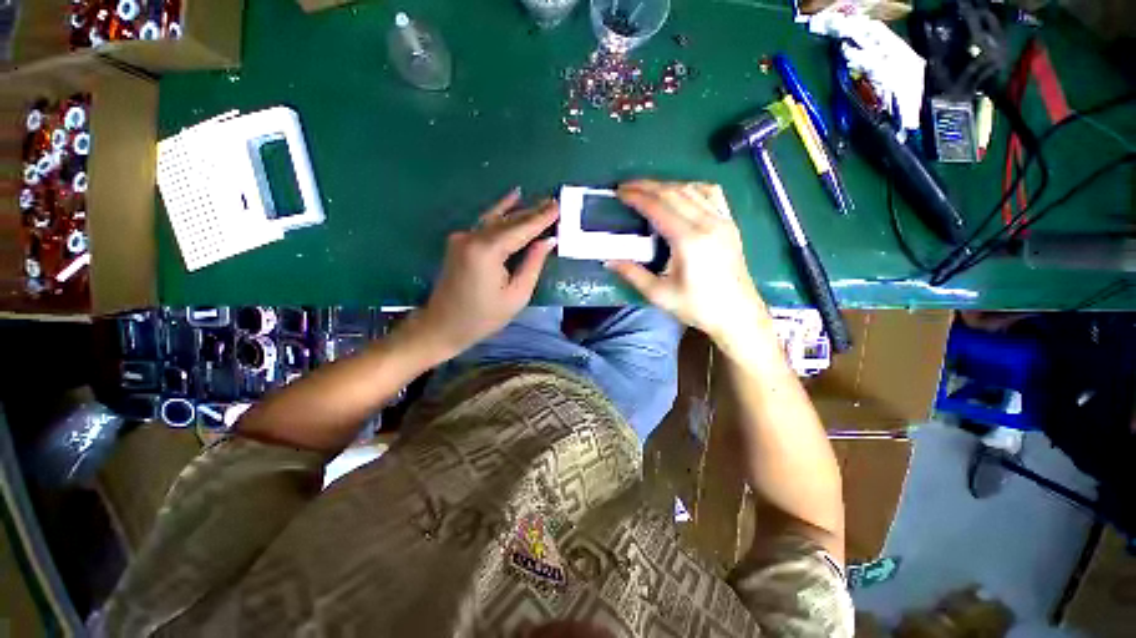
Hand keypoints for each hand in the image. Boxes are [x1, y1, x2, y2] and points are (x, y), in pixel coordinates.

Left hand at [417, 188, 558, 355]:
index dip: (541, 218)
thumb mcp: (517, 295)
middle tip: (554, 201)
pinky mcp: (459, 241)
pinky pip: (486, 223)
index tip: (558, 205)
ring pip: (497, 218)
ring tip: (540, 201)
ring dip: (520, 210)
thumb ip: (533, 264)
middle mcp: (472, 237)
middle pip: (509, 220)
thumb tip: (547, 240)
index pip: (521, 229)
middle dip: (533, 211)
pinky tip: (512, 198)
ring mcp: (463, 237)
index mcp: (487, 251)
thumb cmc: (483, 317)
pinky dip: (502, 212)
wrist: (442, 325)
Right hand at [606, 180, 768, 345]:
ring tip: (647, 190)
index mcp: (689, 240)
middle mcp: (708, 223)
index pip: (658, 207)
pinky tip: (681, 193)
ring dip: (667, 185)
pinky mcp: (730, 224)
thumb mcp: (659, 294)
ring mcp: (722, 221)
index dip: (637, 197)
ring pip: (692, 189)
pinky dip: (691, 188)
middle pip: (674, 192)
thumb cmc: (698, 307)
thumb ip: (633, 274)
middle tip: (626, 187)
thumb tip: (608, 260)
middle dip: (647, 186)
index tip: (619, 192)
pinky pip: (711, 194)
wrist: (737, 314)